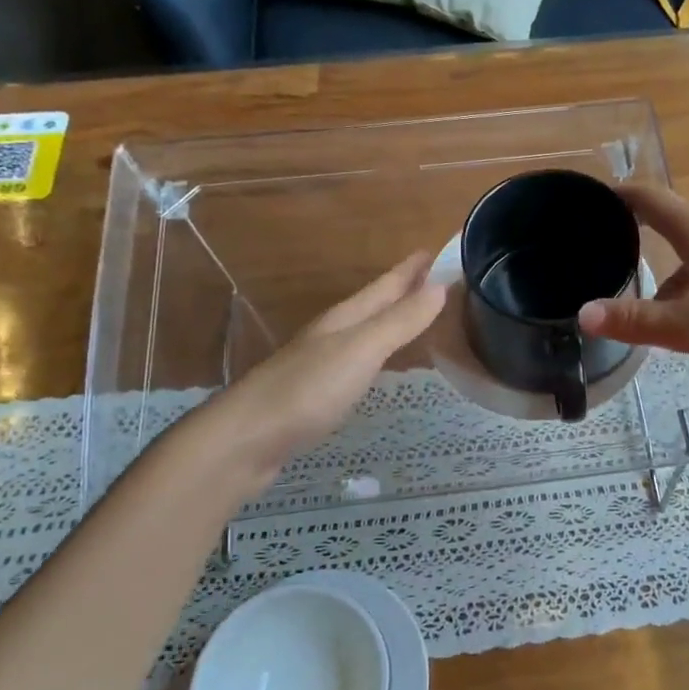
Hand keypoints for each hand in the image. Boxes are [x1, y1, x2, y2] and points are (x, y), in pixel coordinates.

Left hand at [202, 252, 446, 487]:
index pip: (386, 286)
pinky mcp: (318, 394)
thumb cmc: (307, 389)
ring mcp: (323, 364)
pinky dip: (381, 355)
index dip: (411, 269)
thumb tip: (441, 286)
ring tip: (421, 318)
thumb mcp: (361, 350)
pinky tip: (384, 365)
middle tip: (439, 282)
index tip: (439, 251)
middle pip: (376, 305)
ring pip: (367, 332)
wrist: (247, 439)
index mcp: (345, 318)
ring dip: (393, 321)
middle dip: (405, 291)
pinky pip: (360, 362)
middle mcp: (334, 334)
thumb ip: (400, 321)